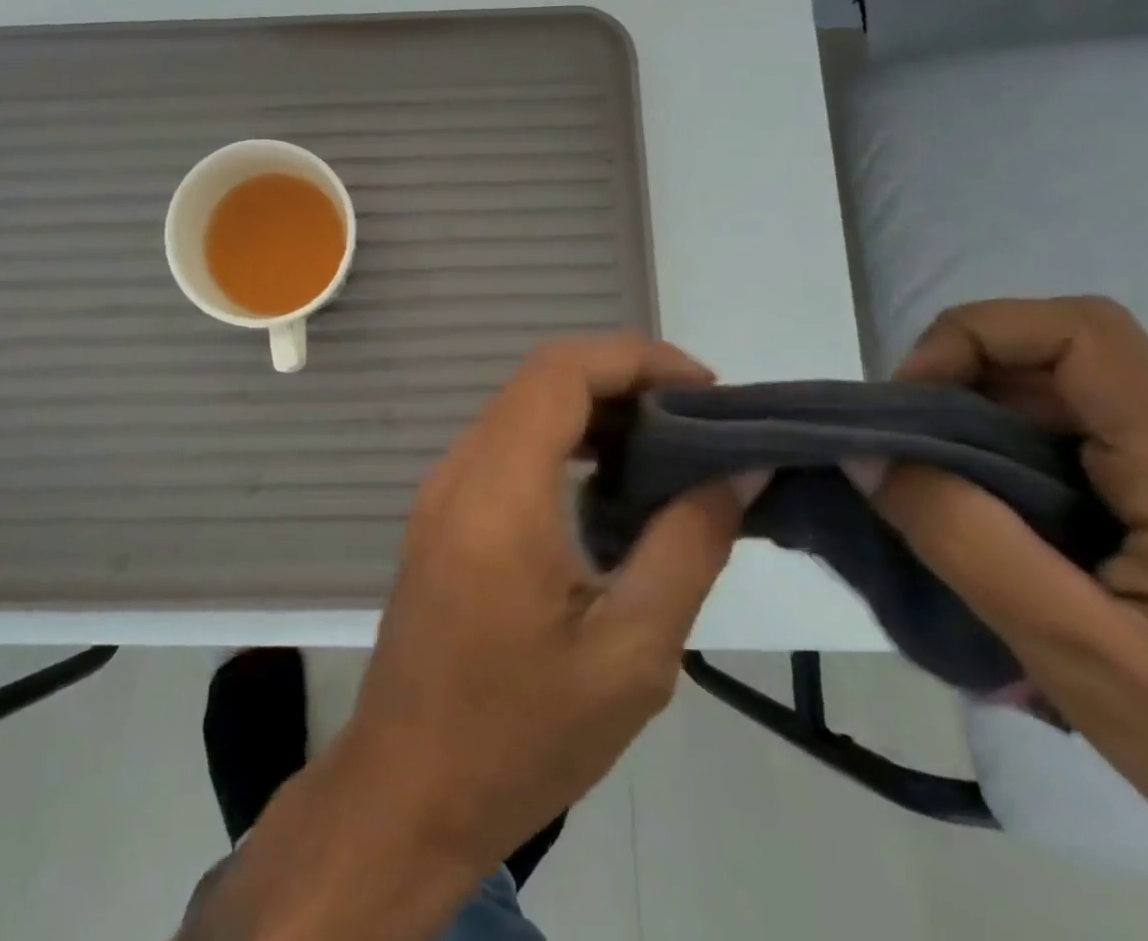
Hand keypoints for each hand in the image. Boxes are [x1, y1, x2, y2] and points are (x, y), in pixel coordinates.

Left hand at [180, 334, 739, 940]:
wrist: (409, 789)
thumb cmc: (522, 734)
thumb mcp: (630, 654)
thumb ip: (688, 547)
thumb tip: (737, 471)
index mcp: (499, 490)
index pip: (562, 371)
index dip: (638, 359)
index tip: (708, 393)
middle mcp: (460, 468)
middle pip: (542, 379)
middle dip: (624, 381)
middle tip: (699, 425)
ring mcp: (442, 488)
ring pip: (522, 409)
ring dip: (593, 411)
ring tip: (666, 452)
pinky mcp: (441, 513)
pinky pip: (505, 446)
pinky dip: (561, 442)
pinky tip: (608, 487)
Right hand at [874, 297, 1147, 937]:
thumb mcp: (1085, 658)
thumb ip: (964, 542)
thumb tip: (867, 455)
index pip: (1078, 331)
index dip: (971, 335)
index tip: (909, 404)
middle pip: (1055, 369)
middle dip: (955, 400)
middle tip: (903, 473)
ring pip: (1063, 414)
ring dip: (980, 445)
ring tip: (944, 520)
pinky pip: (1086, 457)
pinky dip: (1015, 476)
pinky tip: (1006, 547)